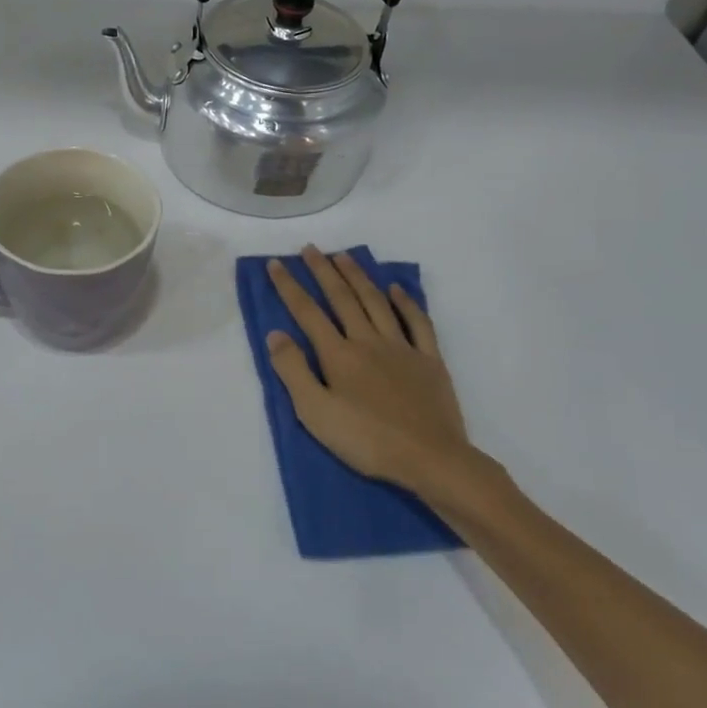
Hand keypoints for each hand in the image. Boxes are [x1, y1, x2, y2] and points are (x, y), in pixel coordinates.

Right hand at [266, 246, 515, 526]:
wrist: (431, 458)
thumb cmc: (366, 440)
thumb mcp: (315, 413)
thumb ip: (293, 371)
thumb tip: (276, 334)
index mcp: (338, 355)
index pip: (307, 312)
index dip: (289, 287)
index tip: (276, 263)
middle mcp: (368, 341)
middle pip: (342, 298)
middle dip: (323, 271)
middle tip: (310, 248)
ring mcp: (402, 348)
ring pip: (376, 302)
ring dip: (359, 277)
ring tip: (344, 256)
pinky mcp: (429, 360)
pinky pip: (418, 323)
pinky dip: (406, 303)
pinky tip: (396, 289)